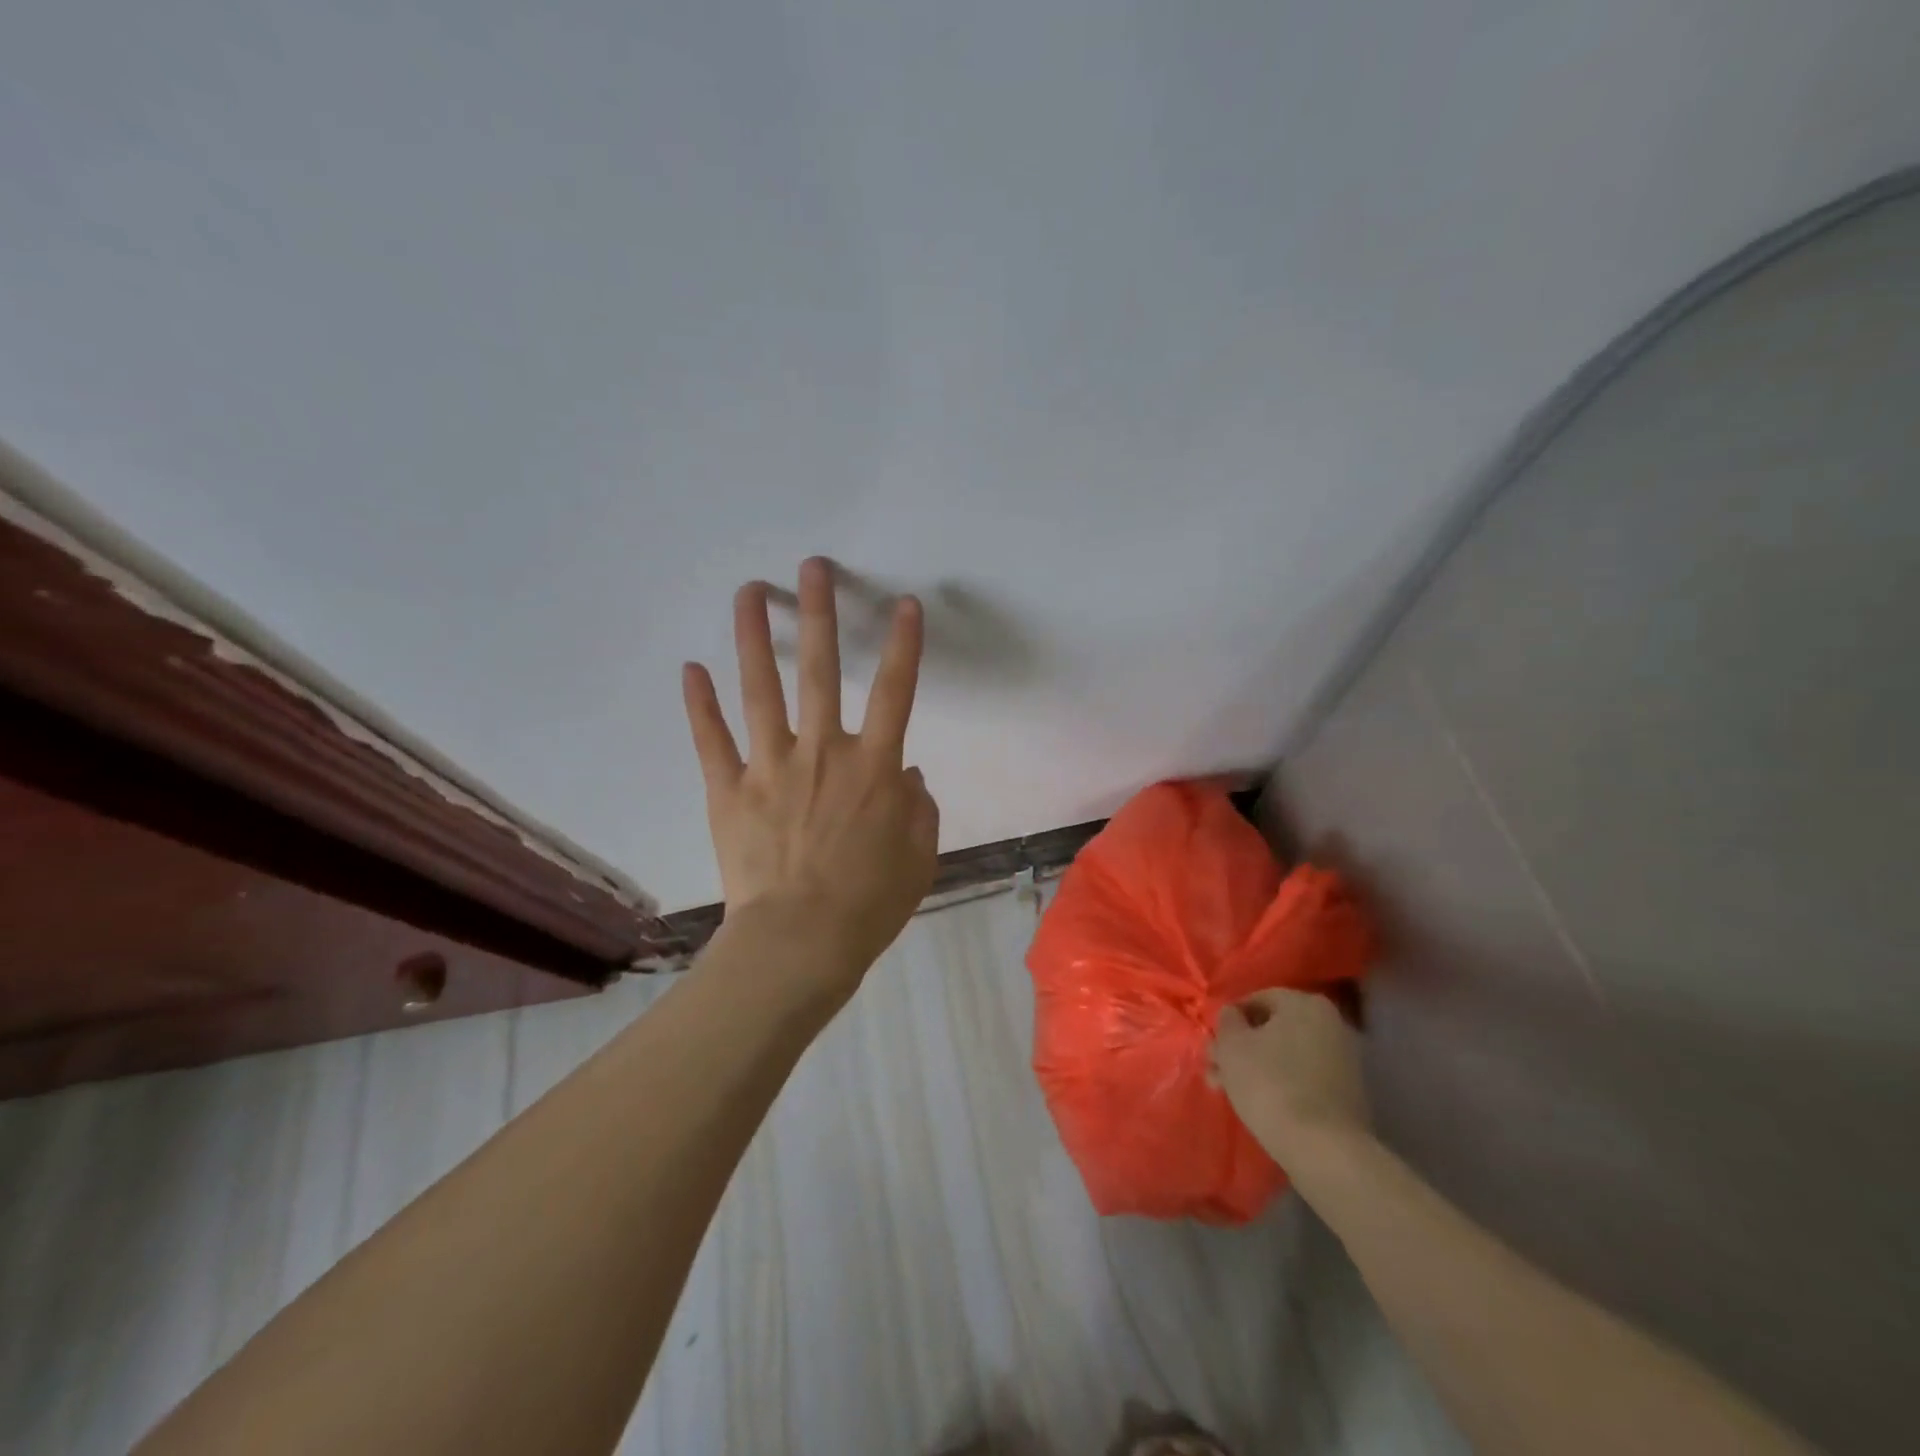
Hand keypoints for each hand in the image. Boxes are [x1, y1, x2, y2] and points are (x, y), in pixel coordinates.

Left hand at [682, 558, 940, 982]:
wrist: (801, 942)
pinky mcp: (730, 791)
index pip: (896, 692)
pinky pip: (712, 741)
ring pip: (762, 691)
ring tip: (748, 592)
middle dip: (820, 614)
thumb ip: (919, 808)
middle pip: (823, 671)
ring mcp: (771, 767)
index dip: (905, 645)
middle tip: (811, 567)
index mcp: (874, 768)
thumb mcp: (918, 856)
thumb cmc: (870, 902)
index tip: (905, 604)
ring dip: (755, 638)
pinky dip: (700, 705)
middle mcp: (823, 752)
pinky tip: (691, 668)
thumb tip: (908, 775)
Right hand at [1211, 988, 1371, 1167]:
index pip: (1257, 999)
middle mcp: (1330, 1023)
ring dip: (1254, 1067)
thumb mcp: (1232, 1045)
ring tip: (1227, 1091)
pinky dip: (1279, 1084)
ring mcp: (1342, 1059)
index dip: (1229, 1020)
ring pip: (1284, 1055)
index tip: (1214, 1042)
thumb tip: (1232, 1015)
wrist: (1323, 1148)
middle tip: (1214, 1069)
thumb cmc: (1270, 1083)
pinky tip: (1257, 1103)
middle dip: (1239, 1047)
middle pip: (1272, 1029)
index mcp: (1305, 1003)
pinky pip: (1302, 1077)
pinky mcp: (1346, 1092)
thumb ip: (1227, 1021)